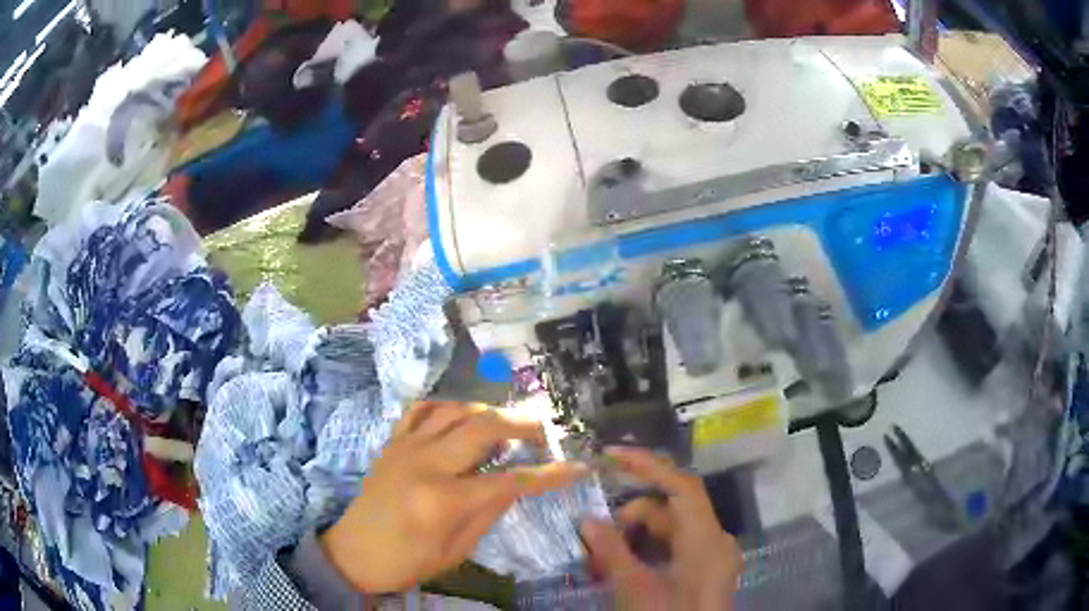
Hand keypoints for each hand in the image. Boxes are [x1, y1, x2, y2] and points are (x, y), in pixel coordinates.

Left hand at [320, 401, 588, 593]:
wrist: (352, 553)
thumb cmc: (406, 562)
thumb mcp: (455, 551)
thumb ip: (489, 513)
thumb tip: (516, 484)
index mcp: (443, 500)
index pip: (509, 479)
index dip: (549, 473)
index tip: (577, 467)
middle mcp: (425, 463)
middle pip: (483, 427)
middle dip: (522, 425)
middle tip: (543, 433)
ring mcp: (405, 446)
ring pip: (454, 410)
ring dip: (488, 411)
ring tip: (508, 424)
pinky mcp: (391, 442)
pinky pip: (420, 409)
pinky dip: (445, 407)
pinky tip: (460, 418)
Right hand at [580, 447, 741, 610]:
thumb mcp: (635, 590)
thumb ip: (611, 552)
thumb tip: (586, 519)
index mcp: (707, 541)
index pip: (681, 486)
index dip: (648, 466)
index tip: (612, 455)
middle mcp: (716, 541)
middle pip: (672, 511)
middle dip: (631, 517)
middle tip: (595, 536)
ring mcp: (713, 558)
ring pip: (672, 531)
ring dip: (636, 537)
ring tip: (603, 558)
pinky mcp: (706, 571)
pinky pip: (677, 549)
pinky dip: (649, 552)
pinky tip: (623, 568)